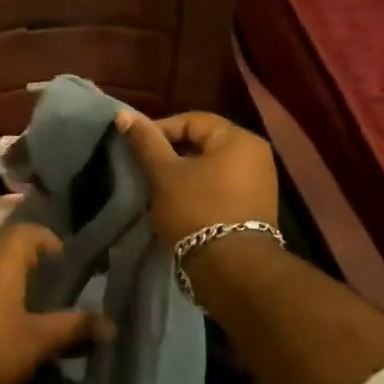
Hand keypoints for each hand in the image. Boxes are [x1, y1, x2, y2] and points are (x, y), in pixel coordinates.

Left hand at [0, 222, 112, 383]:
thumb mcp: (38, 340)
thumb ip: (73, 327)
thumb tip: (110, 324)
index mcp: (1, 262)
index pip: (26, 232)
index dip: (47, 239)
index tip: (63, 258)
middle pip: (4, 246)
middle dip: (27, 256)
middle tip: (48, 277)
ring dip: (6, 274)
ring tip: (27, 298)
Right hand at [115, 110, 277, 247]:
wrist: (231, 268)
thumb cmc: (196, 211)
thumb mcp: (164, 174)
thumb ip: (145, 142)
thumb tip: (123, 114)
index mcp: (239, 139)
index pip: (192, 120)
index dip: (160, 130)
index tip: (137, 149)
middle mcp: (256, 155)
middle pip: (203, 142)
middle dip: (172, 153)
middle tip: (145, 169)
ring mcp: (260, 182)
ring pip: (211, 166)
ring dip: (184, 173)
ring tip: (159, 187)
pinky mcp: (255, 207)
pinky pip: (221, 186)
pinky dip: (199, 189)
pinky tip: (179, 203)